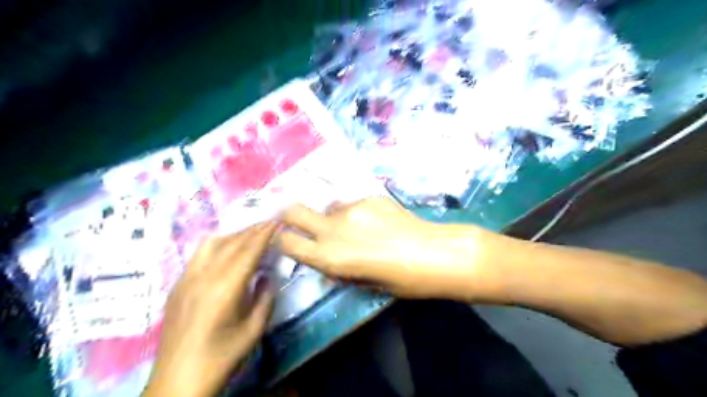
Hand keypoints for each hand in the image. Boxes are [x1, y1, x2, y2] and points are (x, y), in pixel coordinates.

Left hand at [143, 223, 275, 395]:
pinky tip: (225, 247)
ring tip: (250, 232)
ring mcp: (187, 278)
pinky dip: (217, 243)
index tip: (277, 221)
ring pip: (213, 244)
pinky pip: (199, 254)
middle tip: (269, 222)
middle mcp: (204, 276)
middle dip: (253, 229)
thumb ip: (265, 298)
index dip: (264, 233)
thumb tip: (268, 275)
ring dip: (235, 234)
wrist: (177, 382)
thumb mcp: (254, 330)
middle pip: (232, 243)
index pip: (248, 250)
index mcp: (225, 288)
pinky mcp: (177, 284)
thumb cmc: (221, 357)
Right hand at [277, 196, 496, 301]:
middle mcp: (333, 229)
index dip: (282, 239)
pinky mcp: (368, 196)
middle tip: (295, 218)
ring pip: (328, 206)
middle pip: (293, 210)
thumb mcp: (361, 282)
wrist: (434, 253)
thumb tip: (325, 254)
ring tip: (356, 226)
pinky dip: (355, 211)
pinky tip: (376, 220)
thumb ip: (337, 265)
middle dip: (288, 214)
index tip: (286, 238)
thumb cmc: (401, 280)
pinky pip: (351, 202)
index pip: (287, 242)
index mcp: (330, 257)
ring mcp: (351, 208)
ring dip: (332, 216)